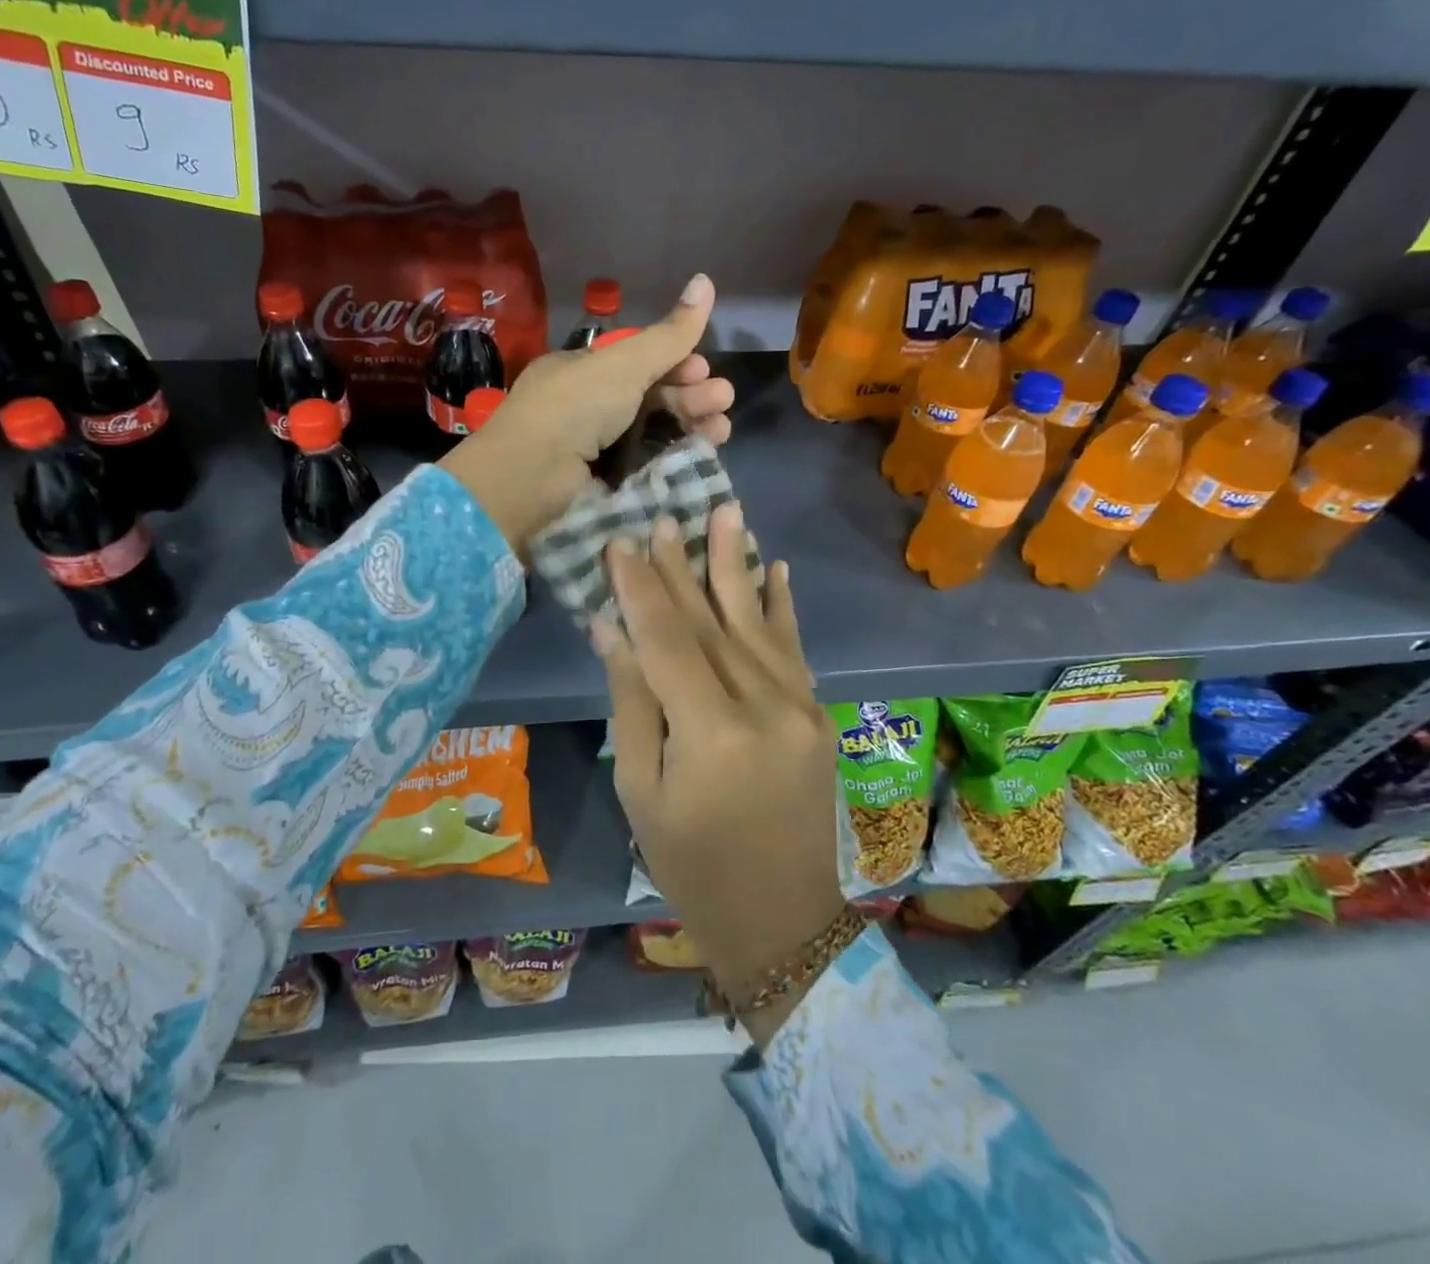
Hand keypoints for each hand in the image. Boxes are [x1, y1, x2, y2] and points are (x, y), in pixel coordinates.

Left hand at [440, 275, 733, 550]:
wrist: (532, 477)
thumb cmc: (575, 406)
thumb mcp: (624, 362)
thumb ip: (669, 333)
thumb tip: (707, 280)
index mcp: (582, 371)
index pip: (637, 361)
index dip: (674, 361)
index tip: (703, 367)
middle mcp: (586, 406)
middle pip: (650, 396)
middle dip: (691, 394)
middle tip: (722, 399)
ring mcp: (593, 448)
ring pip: (653, 431)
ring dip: (691, 424)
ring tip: (721, 430)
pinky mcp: (602, 483)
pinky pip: (646, 464)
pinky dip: (674, 457)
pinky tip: (701, 453)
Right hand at [594, 503, 845, 1047]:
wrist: (781, 918)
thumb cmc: (691, 863)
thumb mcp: (642, 790)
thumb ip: (633, 701)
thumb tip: (612, 628)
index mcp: (712, 734)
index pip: (667, 641)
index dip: (640, 589)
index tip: (620, 541)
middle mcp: (764, 708)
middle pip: (712, 623)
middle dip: (682, 566)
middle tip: (664, 515)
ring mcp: (800, 708)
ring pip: (757, 623)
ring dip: (736, 565)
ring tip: (726, 512)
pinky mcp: (817, 714)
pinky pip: (795, 649)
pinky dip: (781, 606)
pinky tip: (774, 567)